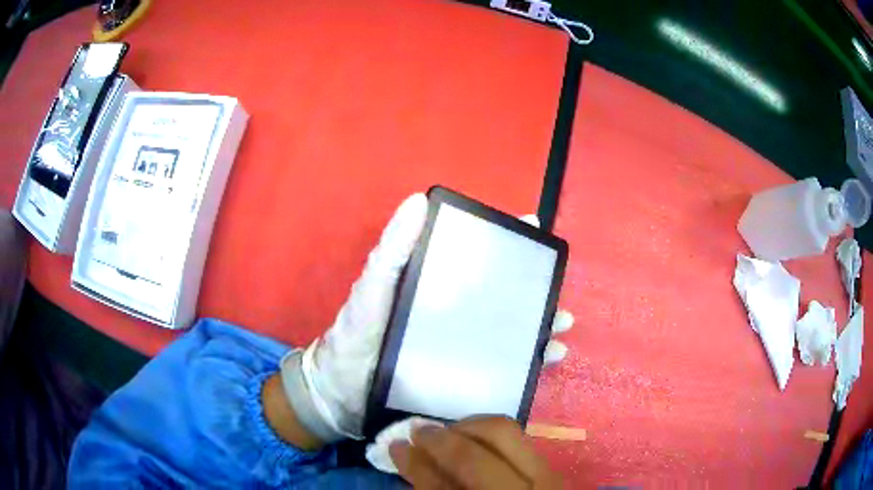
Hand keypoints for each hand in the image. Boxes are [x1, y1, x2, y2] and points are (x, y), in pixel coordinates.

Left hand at [279, 194, 573, 443]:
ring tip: (561, 329)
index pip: (476, 255)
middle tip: (558, 291)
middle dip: (536, 290)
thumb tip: (417, 201)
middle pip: (504, 295)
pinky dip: (528, 362)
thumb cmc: (355, 336)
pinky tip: (546, 361)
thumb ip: (391, 250)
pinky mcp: (463, 375)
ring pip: (511, 330)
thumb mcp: (372, 289)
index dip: (507, 240)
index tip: (536, 229)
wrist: (344, 394)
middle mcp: (454, 312)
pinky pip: (504, 366)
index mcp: (435, 285)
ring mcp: (461, 345)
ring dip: (540, 326)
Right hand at [390, 416, 562, 488]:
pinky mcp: (551, 465)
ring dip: (467, 426)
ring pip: (503, 432)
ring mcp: (541, 477)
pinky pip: (519, 436)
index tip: (395, 446)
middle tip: (418, 432)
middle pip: (472, 457)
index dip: (414, 465)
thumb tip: (415, 464)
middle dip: (438, 440)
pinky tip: (475, 436)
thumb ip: (438, 489)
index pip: (441, 487)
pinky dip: (490, 431)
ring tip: (448, 431)